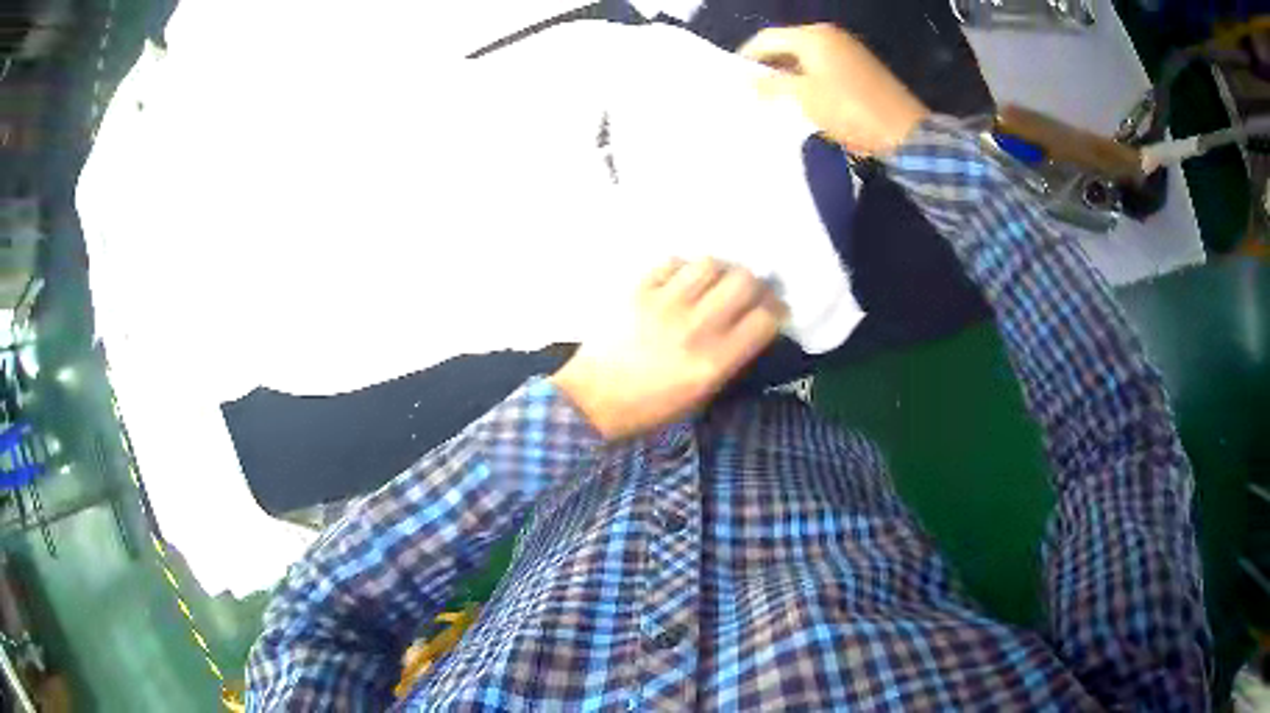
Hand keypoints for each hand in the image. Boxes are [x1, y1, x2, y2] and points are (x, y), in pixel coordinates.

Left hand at [551, 259, 785, 440]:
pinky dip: (682, 269)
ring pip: (710, 263)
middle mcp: (695, 328)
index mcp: (714, 362)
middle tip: (747, 290)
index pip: (764, 319)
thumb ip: (729, 358)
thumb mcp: (700, 394)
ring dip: (719, 270)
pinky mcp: (637, 290)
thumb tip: (751, 323)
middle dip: (753, 283)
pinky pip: (672, 263)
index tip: (774, 308)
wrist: (592, 399)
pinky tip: (679, 283)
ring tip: (712, 282)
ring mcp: (664, 305)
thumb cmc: (649, 406)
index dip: (776, 309)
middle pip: (743, 281)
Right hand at [739, 24, 929, 155]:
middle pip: (787, 46)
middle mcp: (830, 36)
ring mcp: (848, 51)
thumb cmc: (849, 109)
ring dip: (788, 75)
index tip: (734, 78)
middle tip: (752, 91)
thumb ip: (772, 86)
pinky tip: (803, 101)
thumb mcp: (804, 97)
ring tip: (774, 99)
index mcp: (813, 36)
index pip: (767, 39)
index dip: (748, 57)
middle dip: (769, 67)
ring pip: (806, 58)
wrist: (903, 133)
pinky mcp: (861, 69)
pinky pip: (824, 68)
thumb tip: (749, 81)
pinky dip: (809, 80)